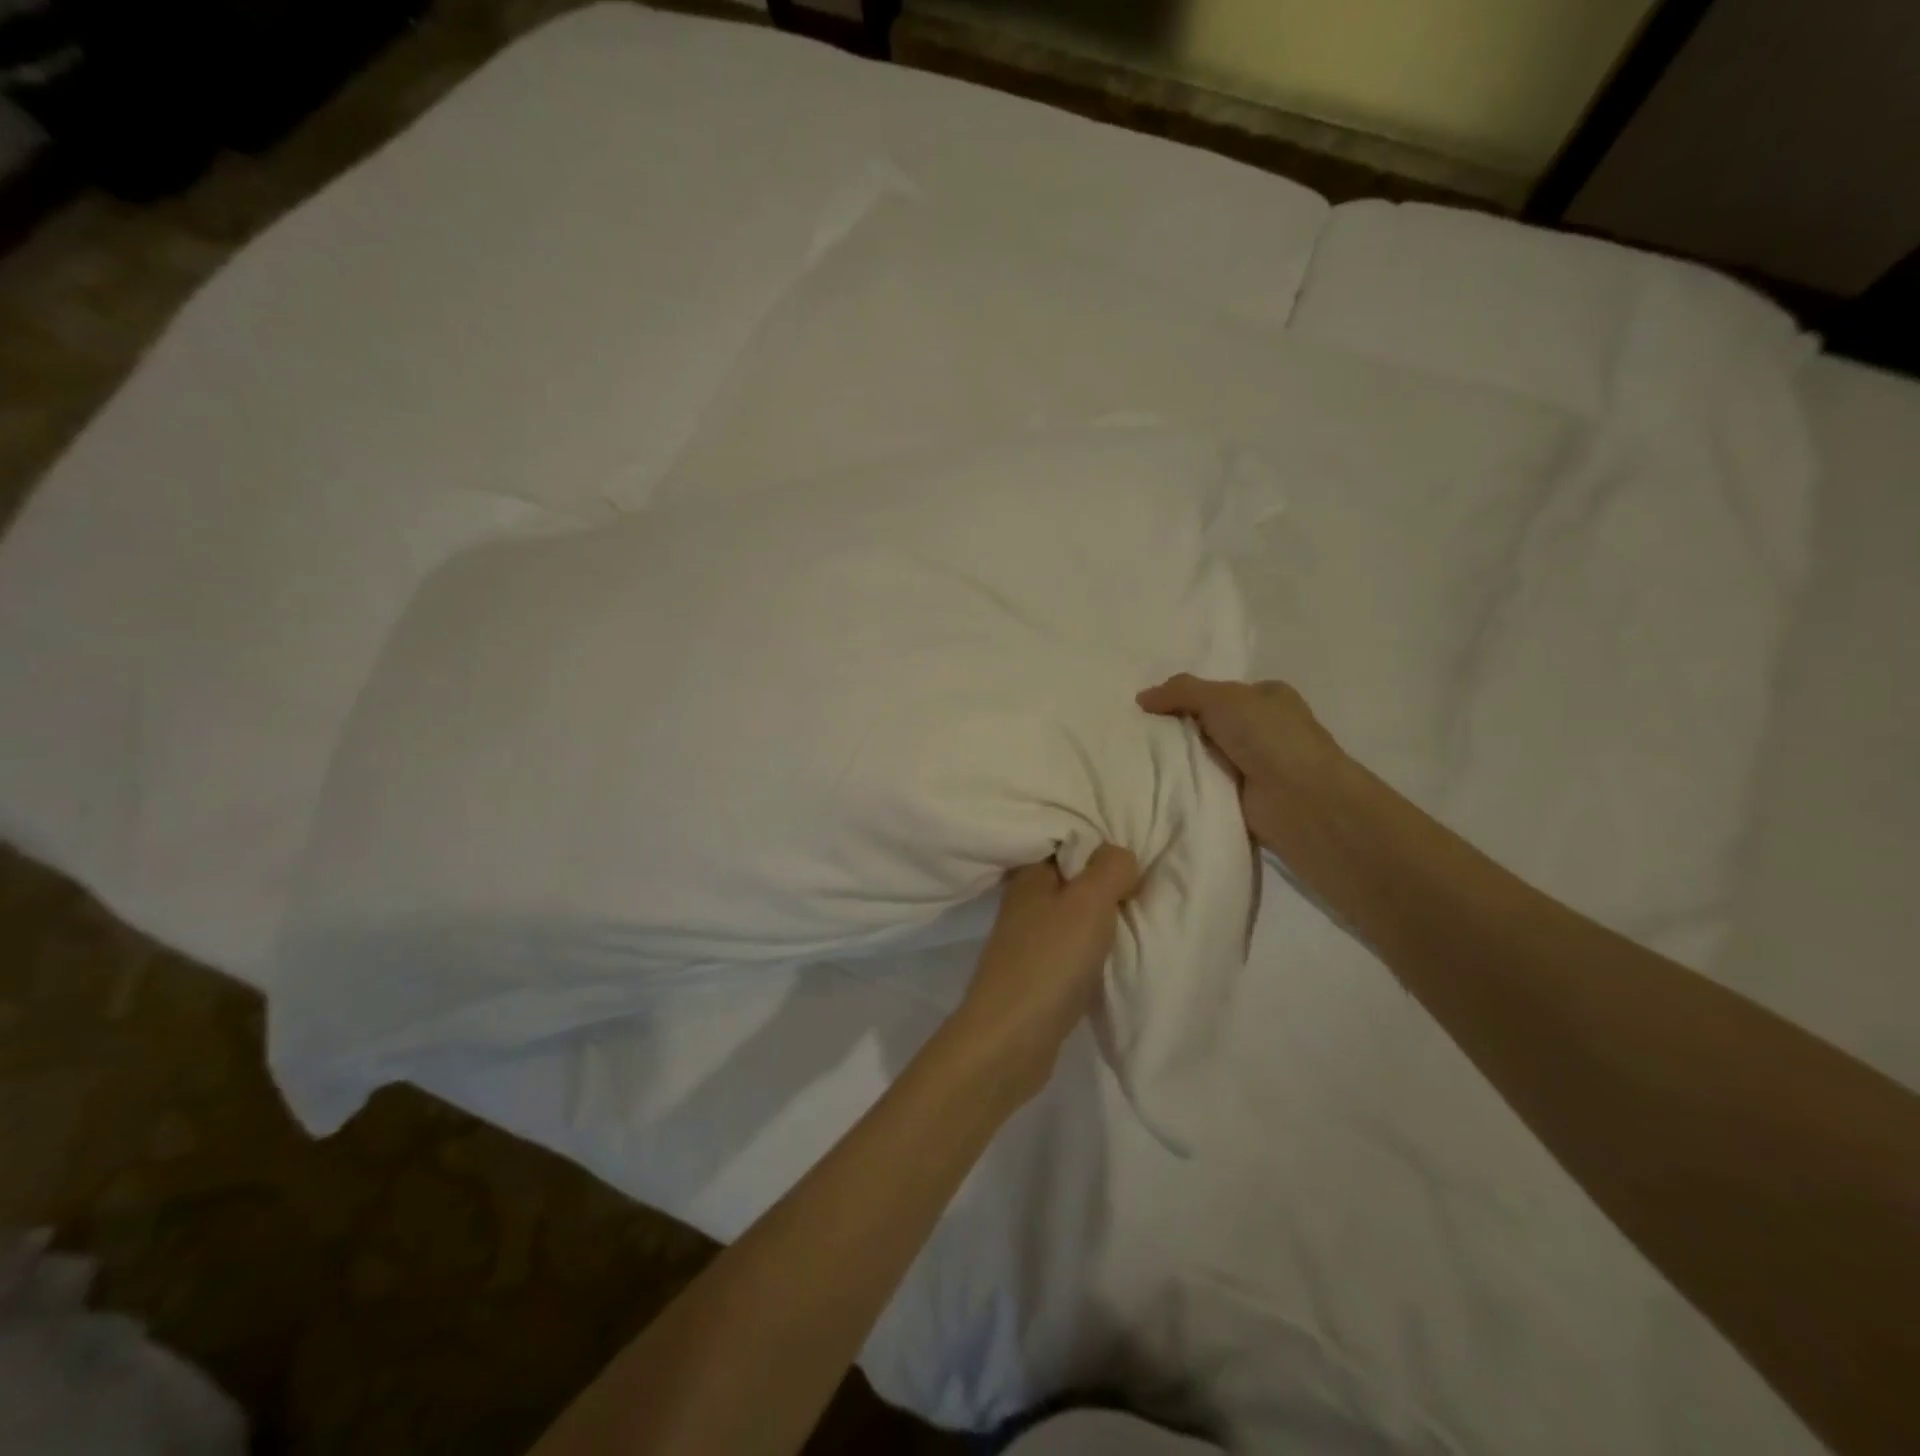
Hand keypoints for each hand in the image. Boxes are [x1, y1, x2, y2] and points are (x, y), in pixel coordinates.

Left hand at [945, 846, 1139, 1103]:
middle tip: (1144, 891)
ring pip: (1073, 919)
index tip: (1136, 859)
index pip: (1067, 845)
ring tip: (1136, 924)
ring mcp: (1026, 942)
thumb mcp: (1089, 901)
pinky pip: (1072, 952)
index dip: (1101, 848)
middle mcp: (1024, 903)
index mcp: (1030, 876)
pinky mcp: (1035, 977)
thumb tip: (1120, 855)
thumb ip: (1111, 868)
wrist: (1010, 1040)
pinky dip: (1093, 953)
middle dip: (1106, 886)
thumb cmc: (1050, 960)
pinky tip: (1113, 959)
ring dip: (1101, 923)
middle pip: (1073, 882)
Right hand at [1137, 675, 1344, 853]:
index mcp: (1268, 698)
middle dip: (1178, 730)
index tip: (1149, 709)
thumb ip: (1180, 691)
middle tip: (1138, 735)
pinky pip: (1205, 786)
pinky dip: (1187, 786)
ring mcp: (1255, 766)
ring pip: (1204, 757)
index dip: (1185, 698)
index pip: (1218, 693)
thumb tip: (1141, 698)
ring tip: (1138, 760)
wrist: (1300, 801)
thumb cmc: (1268, 736)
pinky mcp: (1244, 798)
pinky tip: (1158, 786)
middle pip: (1208, 725)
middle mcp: (1264, 730)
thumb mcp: (1221, 698)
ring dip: (1179, 760)